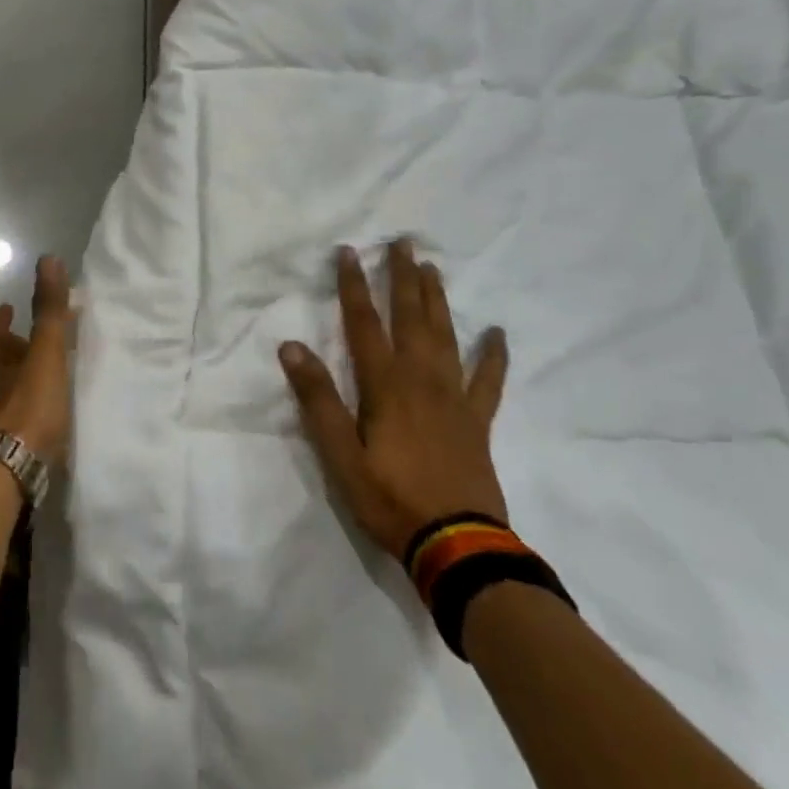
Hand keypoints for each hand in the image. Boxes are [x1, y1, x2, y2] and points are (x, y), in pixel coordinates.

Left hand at [0, 255, 73, 461]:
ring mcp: (5, 423)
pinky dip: (38, 417)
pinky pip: (27, 425)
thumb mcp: (45, 352)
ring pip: (16, 396)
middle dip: (19, 353)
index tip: (5, 307)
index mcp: (7, 364)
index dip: (1, 321)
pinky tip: (55, 423)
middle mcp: (1, 391)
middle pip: (6, 366)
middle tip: (37, 344)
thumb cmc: (30, 406)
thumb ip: (49, 310)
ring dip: (30, 385)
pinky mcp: (17, 450)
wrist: (13, 470)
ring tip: (55, 383)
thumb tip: (47, 258)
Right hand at [279, 240, 509, 560]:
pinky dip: (493, 355)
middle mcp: (421, 379)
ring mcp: (454, 398)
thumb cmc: (390, 499)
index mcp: (385, 385)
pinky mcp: (477, 420)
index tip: (348, 252)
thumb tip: (291, 347)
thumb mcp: (339, 455)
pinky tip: (497, 333)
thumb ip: (317, 399)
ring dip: (437, 300)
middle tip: (403, 242)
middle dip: (402, 277)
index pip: (363, 322)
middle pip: (410, 317)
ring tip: (432, 268)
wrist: (457, 546)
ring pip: (445, 336)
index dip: (353, 285)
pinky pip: (487, 380)